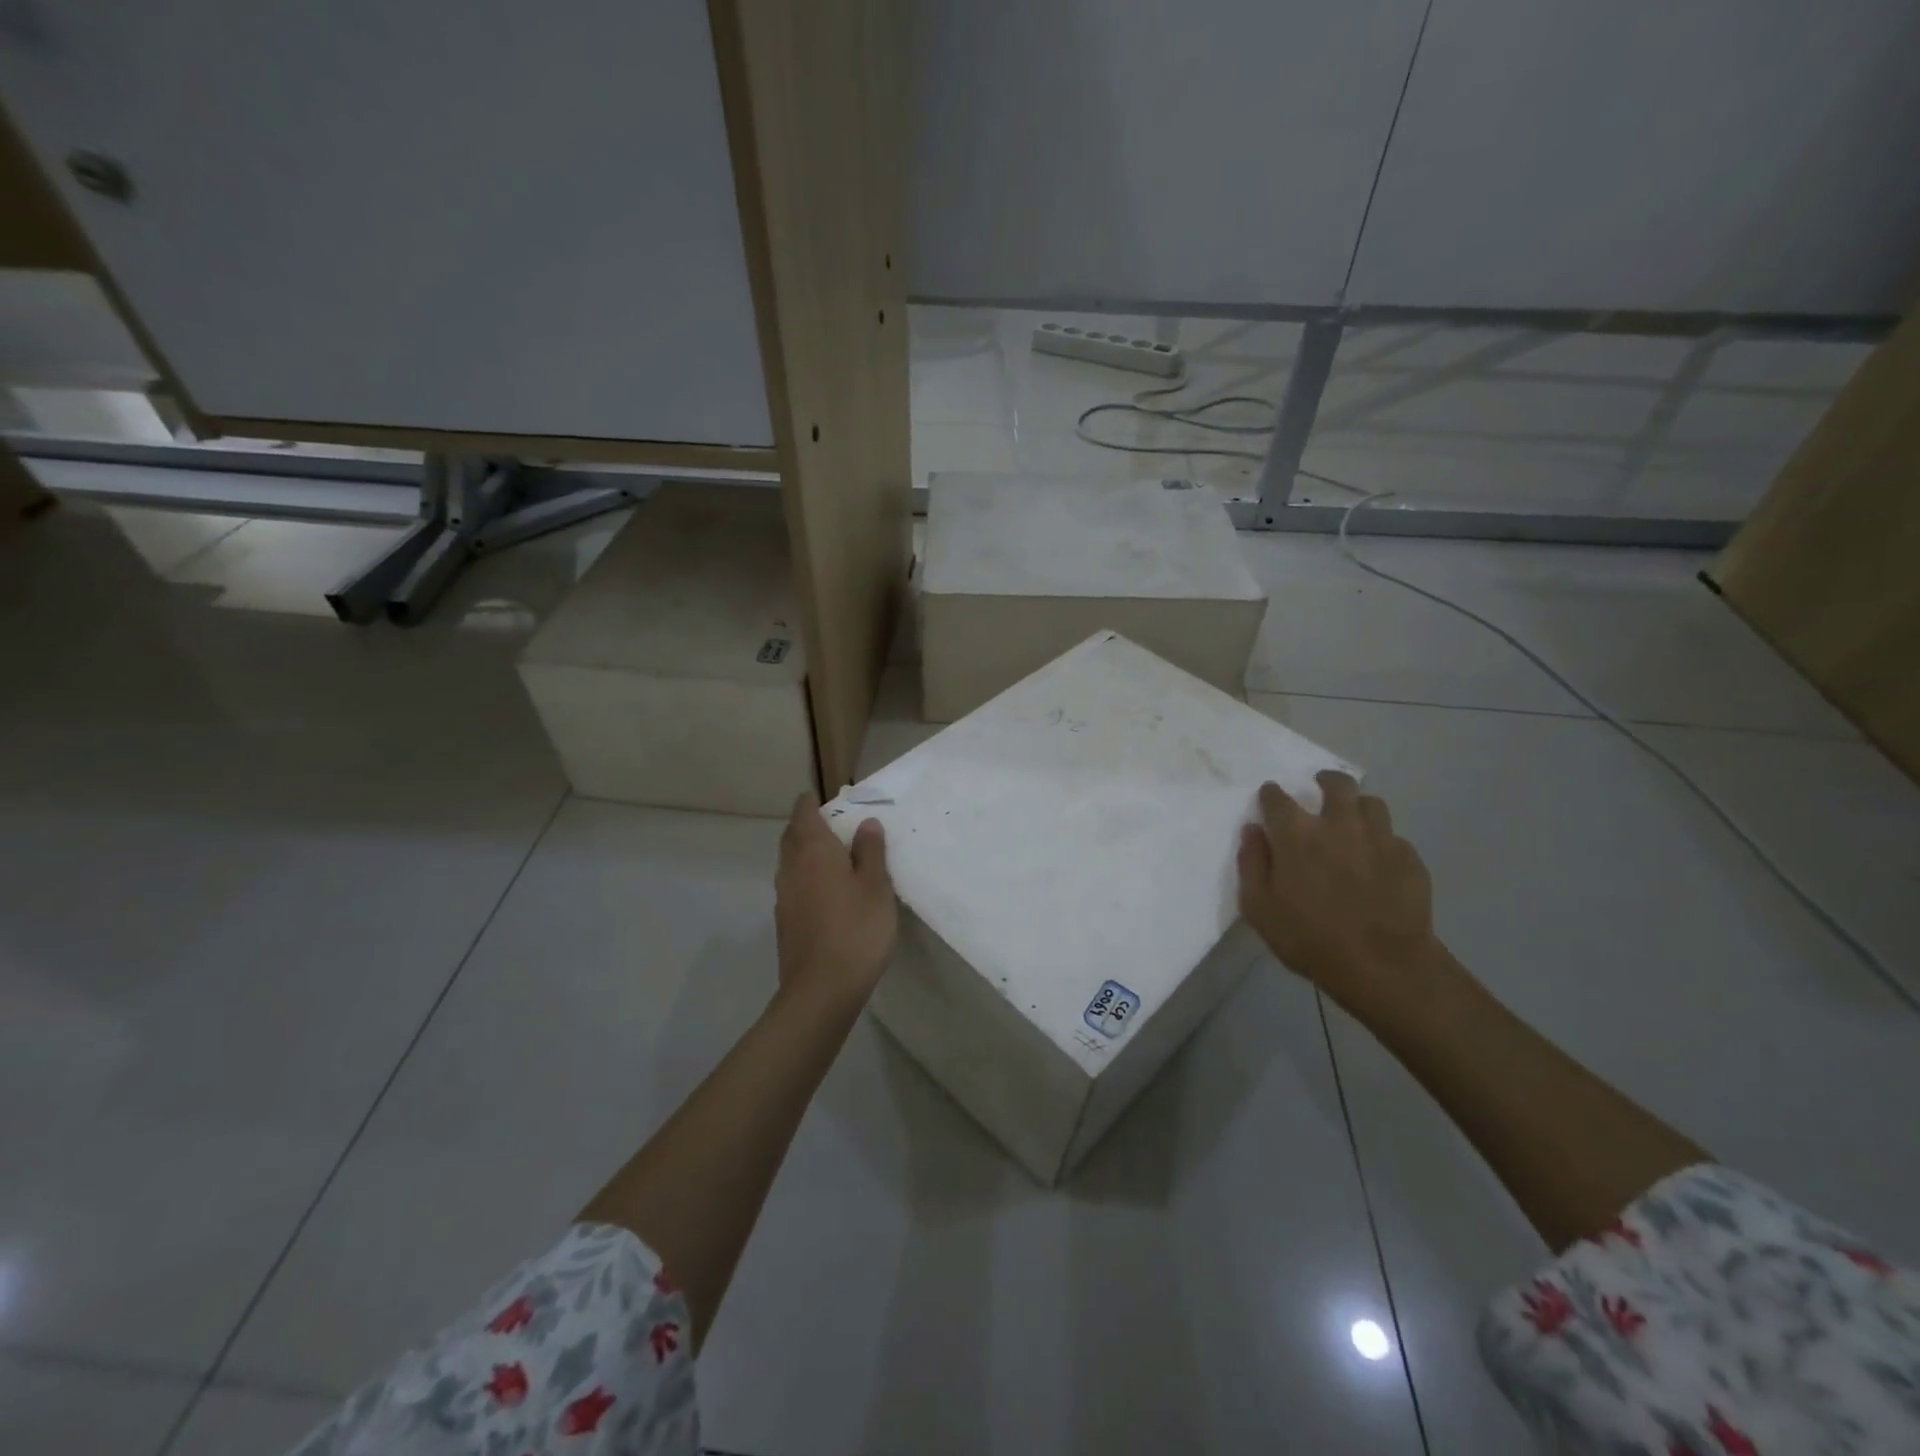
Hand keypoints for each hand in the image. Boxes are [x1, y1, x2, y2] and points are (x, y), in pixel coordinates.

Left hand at [774, 793, 897, 1010]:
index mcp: (813, 850)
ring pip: (791, 860)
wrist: (821, 990)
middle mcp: (791, 866)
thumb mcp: (876, 887)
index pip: (804, 812)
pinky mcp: (785, 919)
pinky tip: (828, 892)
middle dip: (809, 825)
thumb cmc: (856, 930)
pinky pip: (793, 884)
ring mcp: (784, 895)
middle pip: (793, 835)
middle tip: (837, 825)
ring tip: (836, 857)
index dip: (814, 803)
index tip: (833, 801)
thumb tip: (866, 823)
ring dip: (807, 852)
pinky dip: (807, 876)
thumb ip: (871, 851)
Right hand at [1237, 771, 1443, 1017]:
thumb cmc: (1310, 939)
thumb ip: (1251, 864)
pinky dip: (1381, 841)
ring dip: (1357, 807)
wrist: (1384, 967)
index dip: (1271, 796)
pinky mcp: (1409, 857)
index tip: (1269, 801)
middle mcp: (1339, 824)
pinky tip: (1378, 860)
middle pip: (1337, 784)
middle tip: (1319, 789)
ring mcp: (1379, 838)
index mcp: (1297, 834)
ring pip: (1371, 803)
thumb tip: (1252, 831)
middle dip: (1325, 781)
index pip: (1277, 798)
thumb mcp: (1259, 909)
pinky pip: (1394, 837)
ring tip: (1352, 821)